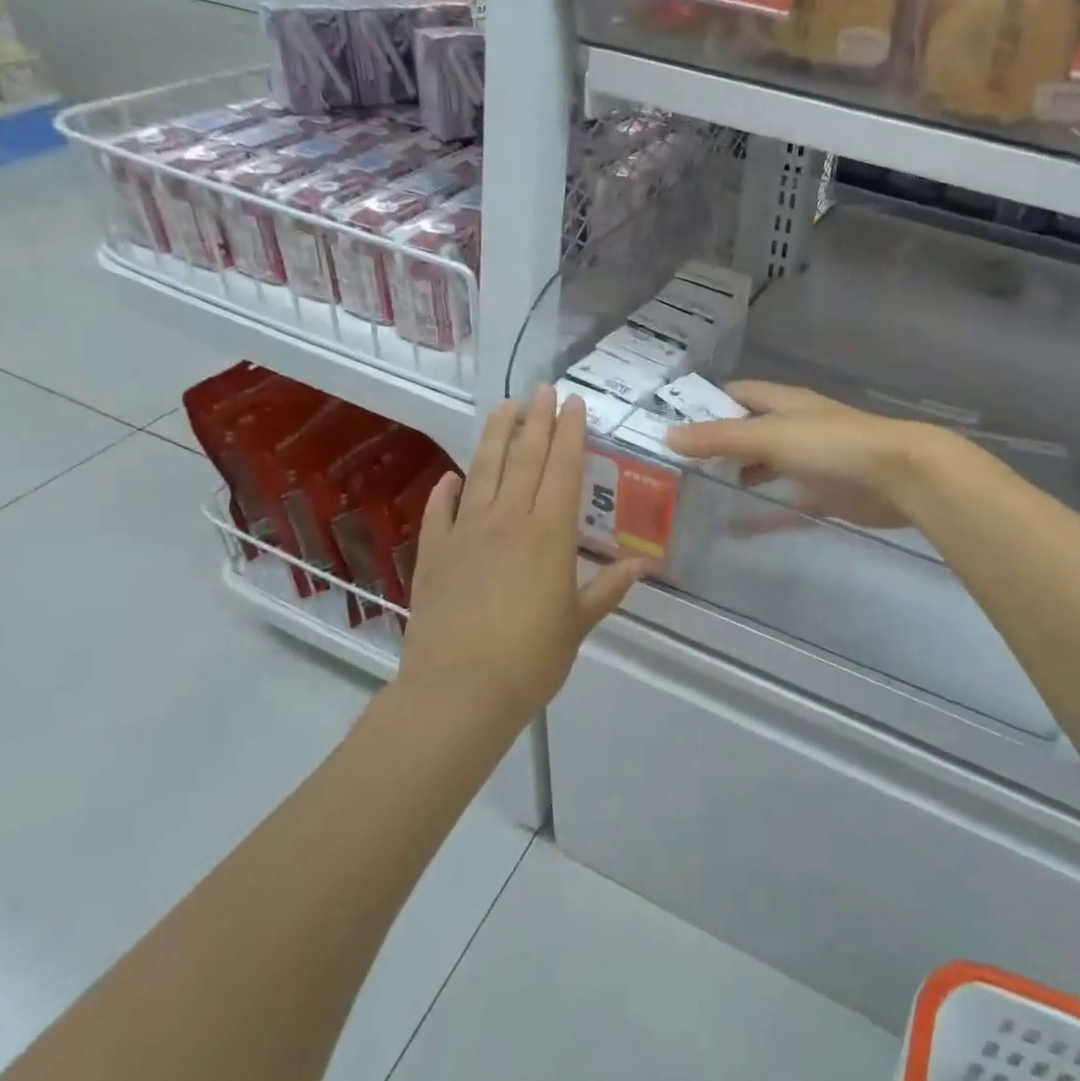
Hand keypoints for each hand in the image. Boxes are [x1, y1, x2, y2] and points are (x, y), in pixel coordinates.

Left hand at [401, 388, 649, 717]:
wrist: (459, 690)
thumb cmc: (531, 658)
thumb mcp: (578, 623)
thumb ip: (608, 588)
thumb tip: (645, 565)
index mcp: (549, 533)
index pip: (562, 469)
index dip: (570, 433)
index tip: (573, 404)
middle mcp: (507, 520)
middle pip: (524, 458)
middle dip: (536, 420)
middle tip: (543, 389)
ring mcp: (465, 533)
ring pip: (483, 471)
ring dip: (495, 436)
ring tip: (504, 407)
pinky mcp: (434, 553)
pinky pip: (440, 511)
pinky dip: (447, 490)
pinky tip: (452, 476)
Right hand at [663, 381, 949, 530]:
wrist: (899, 475)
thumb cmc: (832, 445)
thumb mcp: (769, 436)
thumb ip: (719, 438)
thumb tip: (668, 435)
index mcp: (785, 404)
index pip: (739, 393)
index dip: (707, 402)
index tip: (671, 420)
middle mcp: (797, 428)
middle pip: (751, 431)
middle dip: (720, 444)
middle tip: (679, 465)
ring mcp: (812, 462)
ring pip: (768, 466)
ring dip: (741, 476)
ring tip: (701, 492)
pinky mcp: (825, 494)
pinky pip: (786, 504)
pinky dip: (763, 513)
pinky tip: (736, 527)